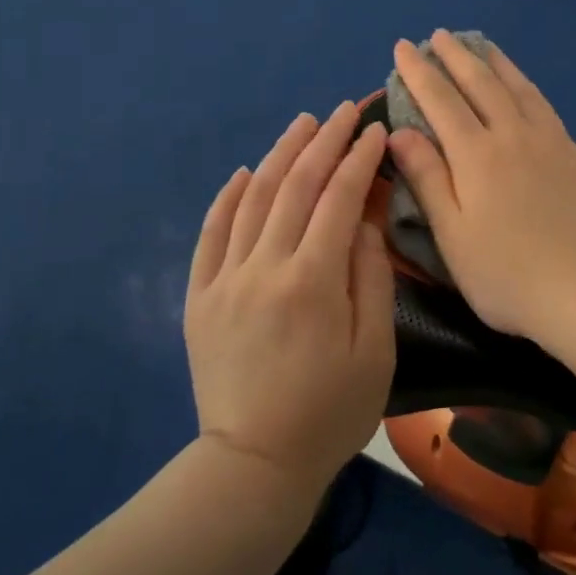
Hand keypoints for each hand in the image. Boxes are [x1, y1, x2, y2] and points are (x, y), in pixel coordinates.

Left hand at [185, 103, 394, 492]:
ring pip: (253, 200)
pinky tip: (246, 172)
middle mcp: (264, 267)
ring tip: (303, 124)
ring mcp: (225, 279)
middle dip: (324, 142)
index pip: (339, 199)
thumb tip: (366, 222)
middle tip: (344, 111)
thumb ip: (372, 279)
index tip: (375, 131)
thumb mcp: (376, 351)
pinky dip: (228, 197)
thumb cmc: (331, 412)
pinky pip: (211, 234)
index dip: (359, 160)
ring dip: (280, 155)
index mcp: (312, 281)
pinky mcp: (199, 297)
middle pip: (296, 187)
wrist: (255, 464)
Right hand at [386, 31, 575, 341]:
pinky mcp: (573, 154)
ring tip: (478, 44)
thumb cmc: (508, 275)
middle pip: (480, 83)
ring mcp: (548, 142)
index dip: (419, 72)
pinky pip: (543, 104)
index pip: (440, 100)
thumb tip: (399, 132)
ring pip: (516, 87)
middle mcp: (512, 136)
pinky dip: (525, 84)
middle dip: (455, 56)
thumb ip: (428, 179)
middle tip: (437, 35)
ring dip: (492, 62)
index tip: (403, 48)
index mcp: (476, 156)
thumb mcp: (453, 236)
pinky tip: (522, 84)